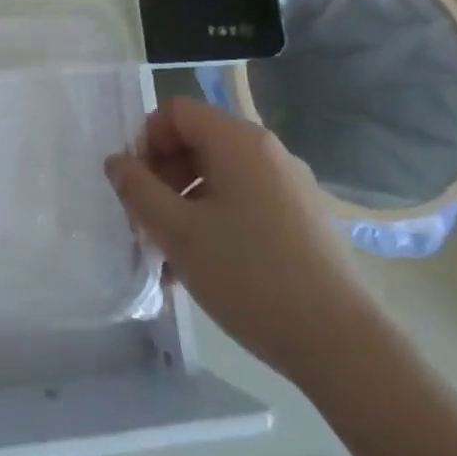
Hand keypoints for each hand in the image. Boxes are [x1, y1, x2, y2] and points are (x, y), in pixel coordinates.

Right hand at [107, 97, 376, 387]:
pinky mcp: (302, 218)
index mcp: (238, 141)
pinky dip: (214, 220)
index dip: (145, 140)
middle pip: (196, 141)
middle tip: (146, 221)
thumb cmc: (249, 276)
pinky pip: (244, 201)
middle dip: (162, 176)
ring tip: (168, 254)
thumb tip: (117, 162)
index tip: (135, 186)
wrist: (340, 344)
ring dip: (184, 204)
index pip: (175, 111)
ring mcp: (289, 185)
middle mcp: (267, 151)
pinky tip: (202, 267)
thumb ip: (138, 189)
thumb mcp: (177, 232)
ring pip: (218, 176)